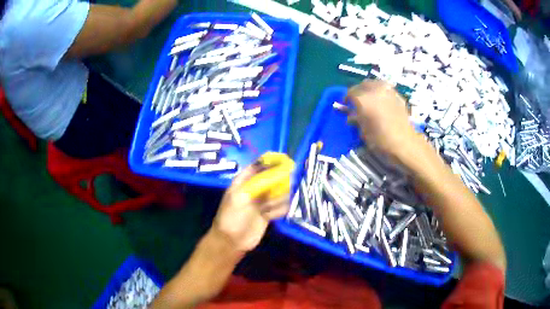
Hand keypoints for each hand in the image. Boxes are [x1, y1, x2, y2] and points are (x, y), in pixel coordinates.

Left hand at [212, 157, 291, 251]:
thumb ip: (258, 183)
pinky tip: (270, 216)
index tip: (285, 160)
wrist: (231, 241)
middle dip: (278, 182)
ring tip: (267, 208)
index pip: (259, 164)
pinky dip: (279, 210)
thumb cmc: (231, 217)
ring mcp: (263, 200)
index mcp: (244, 180)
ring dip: (278, 199)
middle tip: (277, 190)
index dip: (271, 160)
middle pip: (274, 177)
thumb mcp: (239, 197)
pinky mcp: (269, 212)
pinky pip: (282, 206)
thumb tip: (276, 172)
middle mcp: (255, 188)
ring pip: (281, 192)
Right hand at [346, 80, 419, 160]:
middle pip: (363, 85)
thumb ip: (357, 119)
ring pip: (376, 83)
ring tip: (370, 98)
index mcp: (363, 99)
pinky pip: (386, 89)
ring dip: (371, 89)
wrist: (404, 144)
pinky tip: (382, 101)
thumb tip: (352, 115)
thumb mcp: (363, 131)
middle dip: (359, 91)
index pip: (350, 93)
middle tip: (358, 101)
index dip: (347, 99)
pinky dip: (382, 92)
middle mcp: (375, 91)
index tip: (346, 106)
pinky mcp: (398, 96)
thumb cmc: (381, 140)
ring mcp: (388, 92)